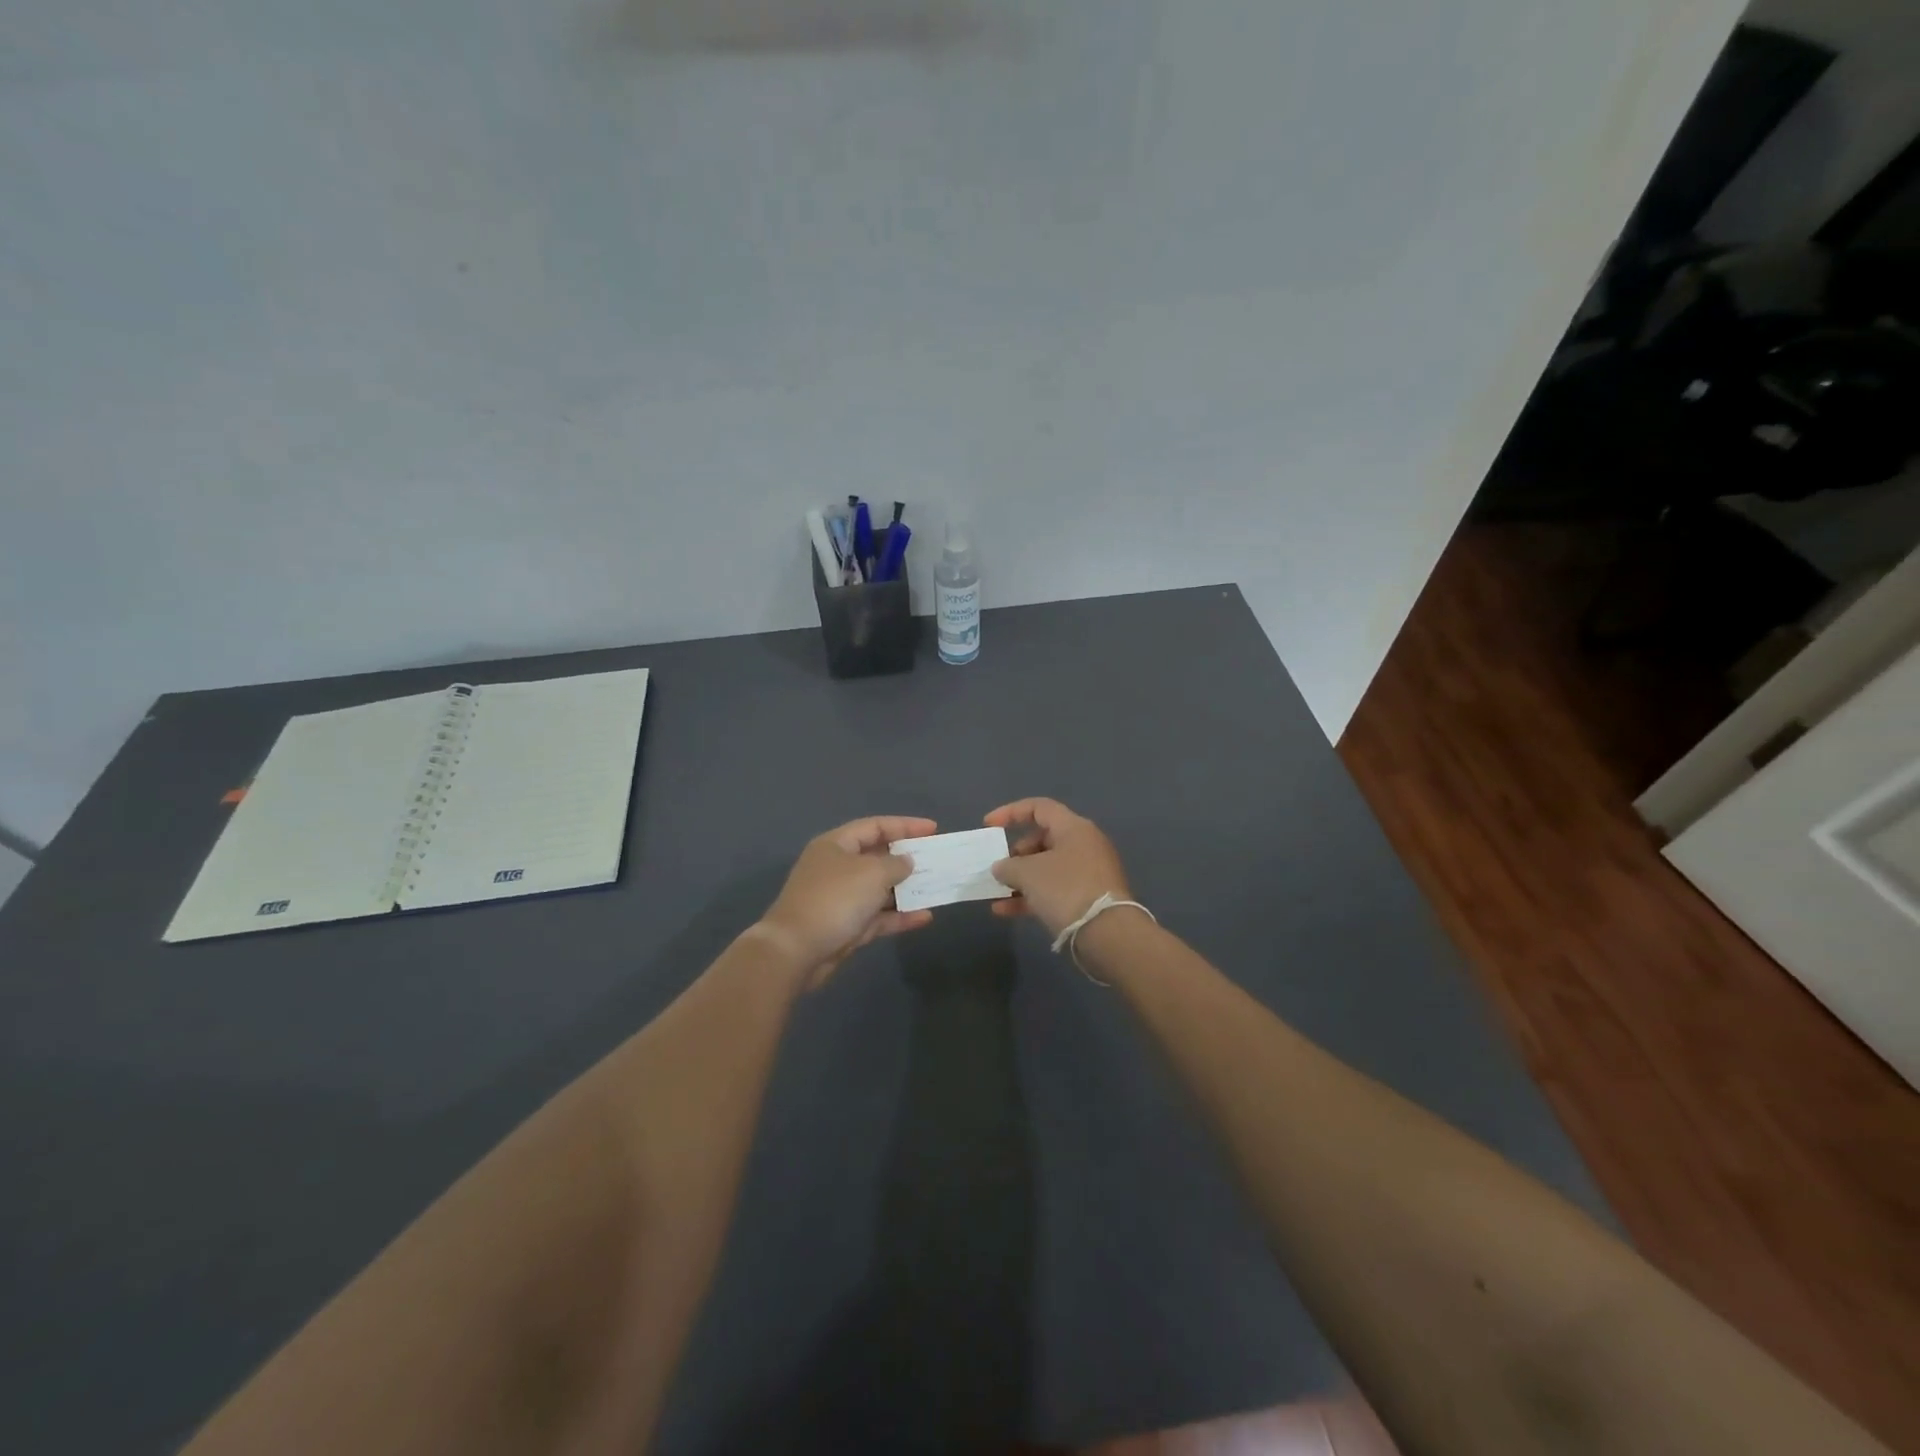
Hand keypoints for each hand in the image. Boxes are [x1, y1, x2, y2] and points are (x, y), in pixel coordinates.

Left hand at [756, 816, 937, 985]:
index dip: (905, 825)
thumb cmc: (835, 899)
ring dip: (907, 889)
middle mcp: (838, 868)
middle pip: (878, 856)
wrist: (796, 951)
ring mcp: (842, 899)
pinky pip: (879, 916)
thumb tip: (906, 862)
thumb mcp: (871, 873)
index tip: (933, 830)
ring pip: (880, 889)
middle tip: (937, 860)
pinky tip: (925, 917)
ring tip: (937, 887)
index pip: (875, 826)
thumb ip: (895, 864)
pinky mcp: (847, 927)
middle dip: (907, 858)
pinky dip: (900, 916)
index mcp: (836, 845)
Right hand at [984, 798, 1130, 937]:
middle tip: (1000, 867)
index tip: (988, 826)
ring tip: (997, 891)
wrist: (1108, 933)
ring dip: (1020, 878)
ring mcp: (1088, 873)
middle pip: (1043, 839)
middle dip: (1016, 853)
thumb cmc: (1066, 889)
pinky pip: (1053, 890)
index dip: (1010, 813)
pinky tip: (1004, 911)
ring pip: (1047, 868)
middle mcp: (1084, 845)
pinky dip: (1030, 896)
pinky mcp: (1088, 899)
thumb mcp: (1028, 873)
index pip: (1039, 808)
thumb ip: (1008, 866)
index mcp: (1074, 828)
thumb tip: (1000, 867)